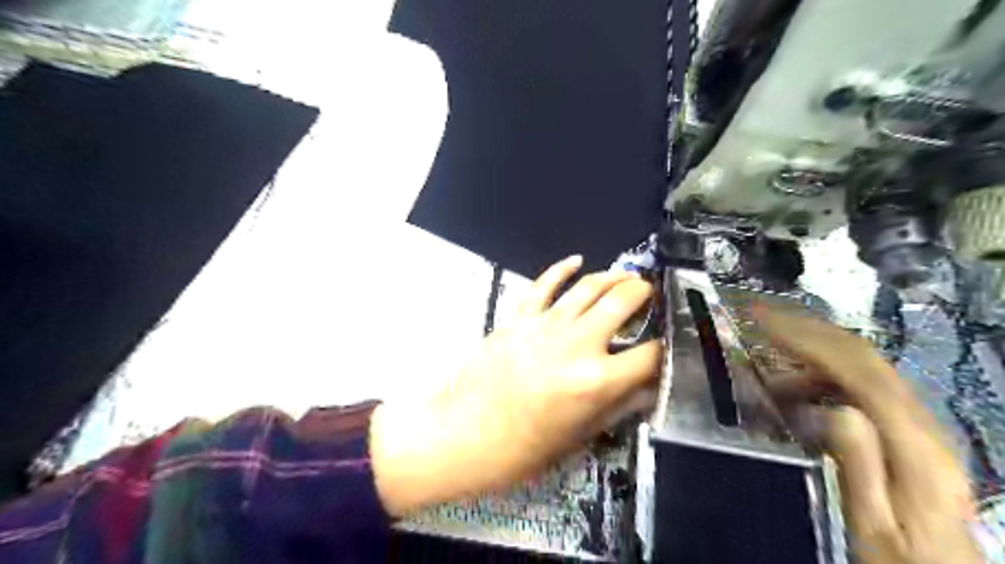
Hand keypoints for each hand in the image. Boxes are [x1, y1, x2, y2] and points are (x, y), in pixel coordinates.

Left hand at [369, 255, 661, 514]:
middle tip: (650, 294)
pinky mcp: (519, 317)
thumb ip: (619, 406)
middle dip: (643, 294)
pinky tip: (576, 260)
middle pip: (622, 303)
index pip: (649, 355)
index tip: (665, 345)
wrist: (465, 434)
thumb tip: (648, 387)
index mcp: (596, 381)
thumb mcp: (580, 435)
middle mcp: (576, 344)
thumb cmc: (524, 447)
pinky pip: (543, 284)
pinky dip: (561, 269)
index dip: (664, 349)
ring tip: (625, 277)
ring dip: (612, 277)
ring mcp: (545, 325)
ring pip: (588, 287)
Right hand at [754, 305, 981, 563]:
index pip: (857, 368)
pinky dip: (822, 375)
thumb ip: (858, 466)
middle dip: (807, 330)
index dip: (807, 337)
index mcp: (913, 443)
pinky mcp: (906, 430)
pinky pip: (860, 385)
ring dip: (811, 354)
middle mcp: (921, 422)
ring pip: (861, 367)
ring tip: (768, 370)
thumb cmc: (901, 559)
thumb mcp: (873, 525)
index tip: (762, 320)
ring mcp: (917, 423)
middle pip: (863, 356)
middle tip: (759, 318)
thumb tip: (836, 408)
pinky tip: (797, 392)